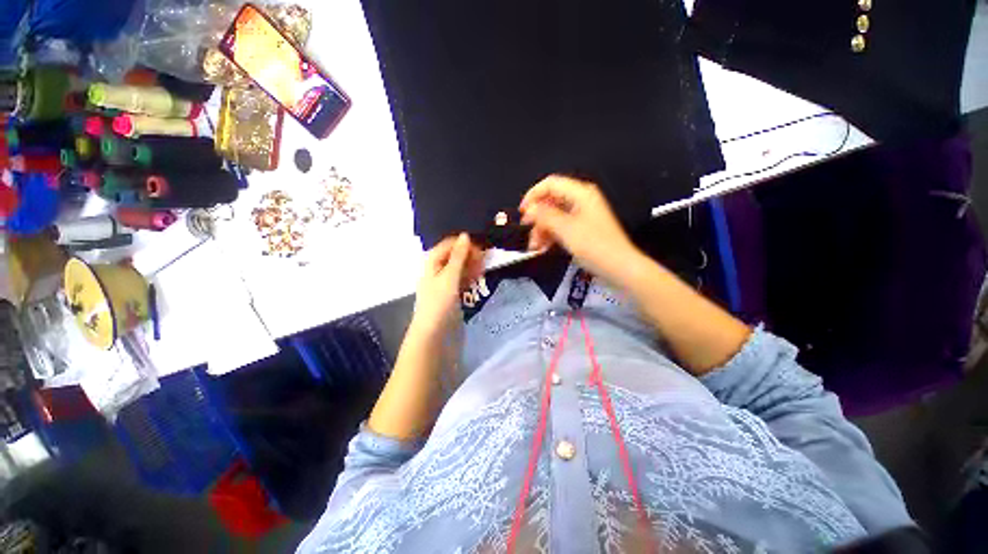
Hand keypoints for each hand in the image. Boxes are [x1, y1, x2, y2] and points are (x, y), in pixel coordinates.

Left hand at [411, 233, 484, 334]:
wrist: (433, 334)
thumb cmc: (439, 303)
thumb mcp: (449, 277)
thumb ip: (458, 257)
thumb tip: (465, 235)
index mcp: (432, 263)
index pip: (448, 245)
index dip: (462, 243)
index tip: (479, 245)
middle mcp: (437, 271)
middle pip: (454, 256)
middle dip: (469, 254)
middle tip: (485, 256)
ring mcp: (445, 283)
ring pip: (460, 268)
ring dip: (471, 265)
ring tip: (484, 266)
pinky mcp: (452, 294)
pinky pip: (462, 280)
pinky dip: (470, 276)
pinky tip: (479, 275)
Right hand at [520, 175, 639, 283]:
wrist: (619, 268)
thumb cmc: (597, 247)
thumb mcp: (566, 230)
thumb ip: (545, 216)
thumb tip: (530, 209)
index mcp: (581, 194)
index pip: (550, 184)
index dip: (533, 195)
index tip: (522, 212)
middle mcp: (582, 201)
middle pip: (551, 201)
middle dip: (537, 218)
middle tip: (529, 234)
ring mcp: (582, 215)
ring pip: (554, 216)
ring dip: (542, 230)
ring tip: (536, 246)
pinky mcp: (581, 229)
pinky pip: (560, 226)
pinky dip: (550, 235)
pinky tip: (544, 247)